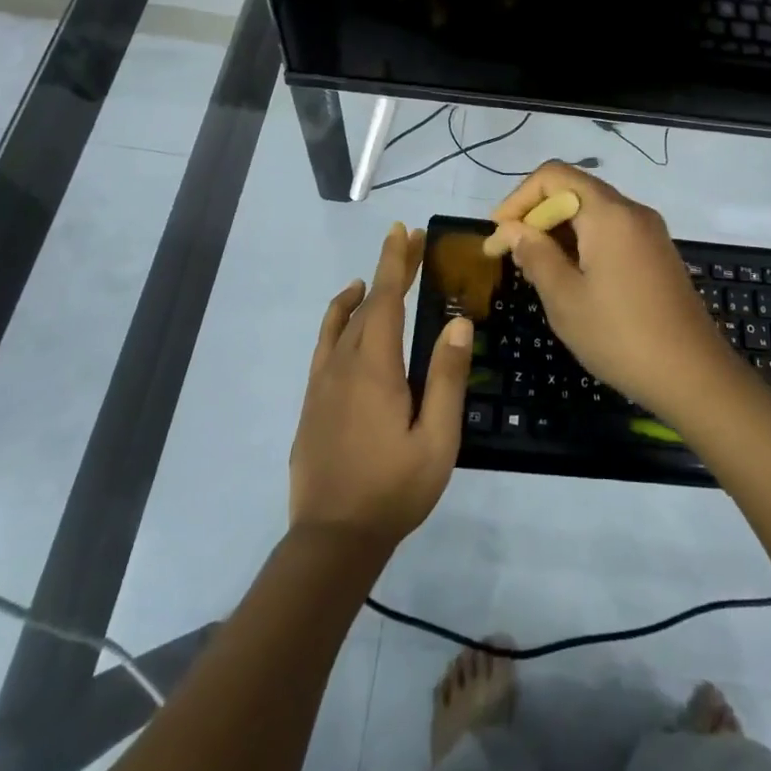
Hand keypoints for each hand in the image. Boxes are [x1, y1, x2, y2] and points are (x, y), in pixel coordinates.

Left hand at [290, 223, 472, 549]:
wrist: (332, 539)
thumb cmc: (393, 489)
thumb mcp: (436, 439)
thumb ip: (446, 379)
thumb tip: (458, 323)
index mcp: (374, 367)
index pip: (385, 298)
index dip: (395, 262)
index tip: (404, 232)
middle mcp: (343, 363)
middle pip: (366, 303)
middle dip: (388, 270)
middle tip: (408, 243)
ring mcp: (322, 382)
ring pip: (340, 321)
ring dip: (361, 293)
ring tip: (376, 277)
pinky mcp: (312, 401)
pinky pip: (324, 345)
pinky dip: (337, 321)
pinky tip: (347, 323)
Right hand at [483, 164, 737, 418]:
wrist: (695, 376)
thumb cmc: (621, 336)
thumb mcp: (566, 299)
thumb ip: (535, 255)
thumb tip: (515, 230)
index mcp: (608, 213)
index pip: (553, 176)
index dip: (518, 199)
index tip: (498, 235)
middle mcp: (631, 211)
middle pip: (573, 191)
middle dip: (536, 216)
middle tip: (509, 256)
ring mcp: (649, 232)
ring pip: (592, 213)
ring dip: (558, 232)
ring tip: (534, 271)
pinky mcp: (657, 254)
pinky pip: (611, 232)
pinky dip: (583, 243)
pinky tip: (570, 279)